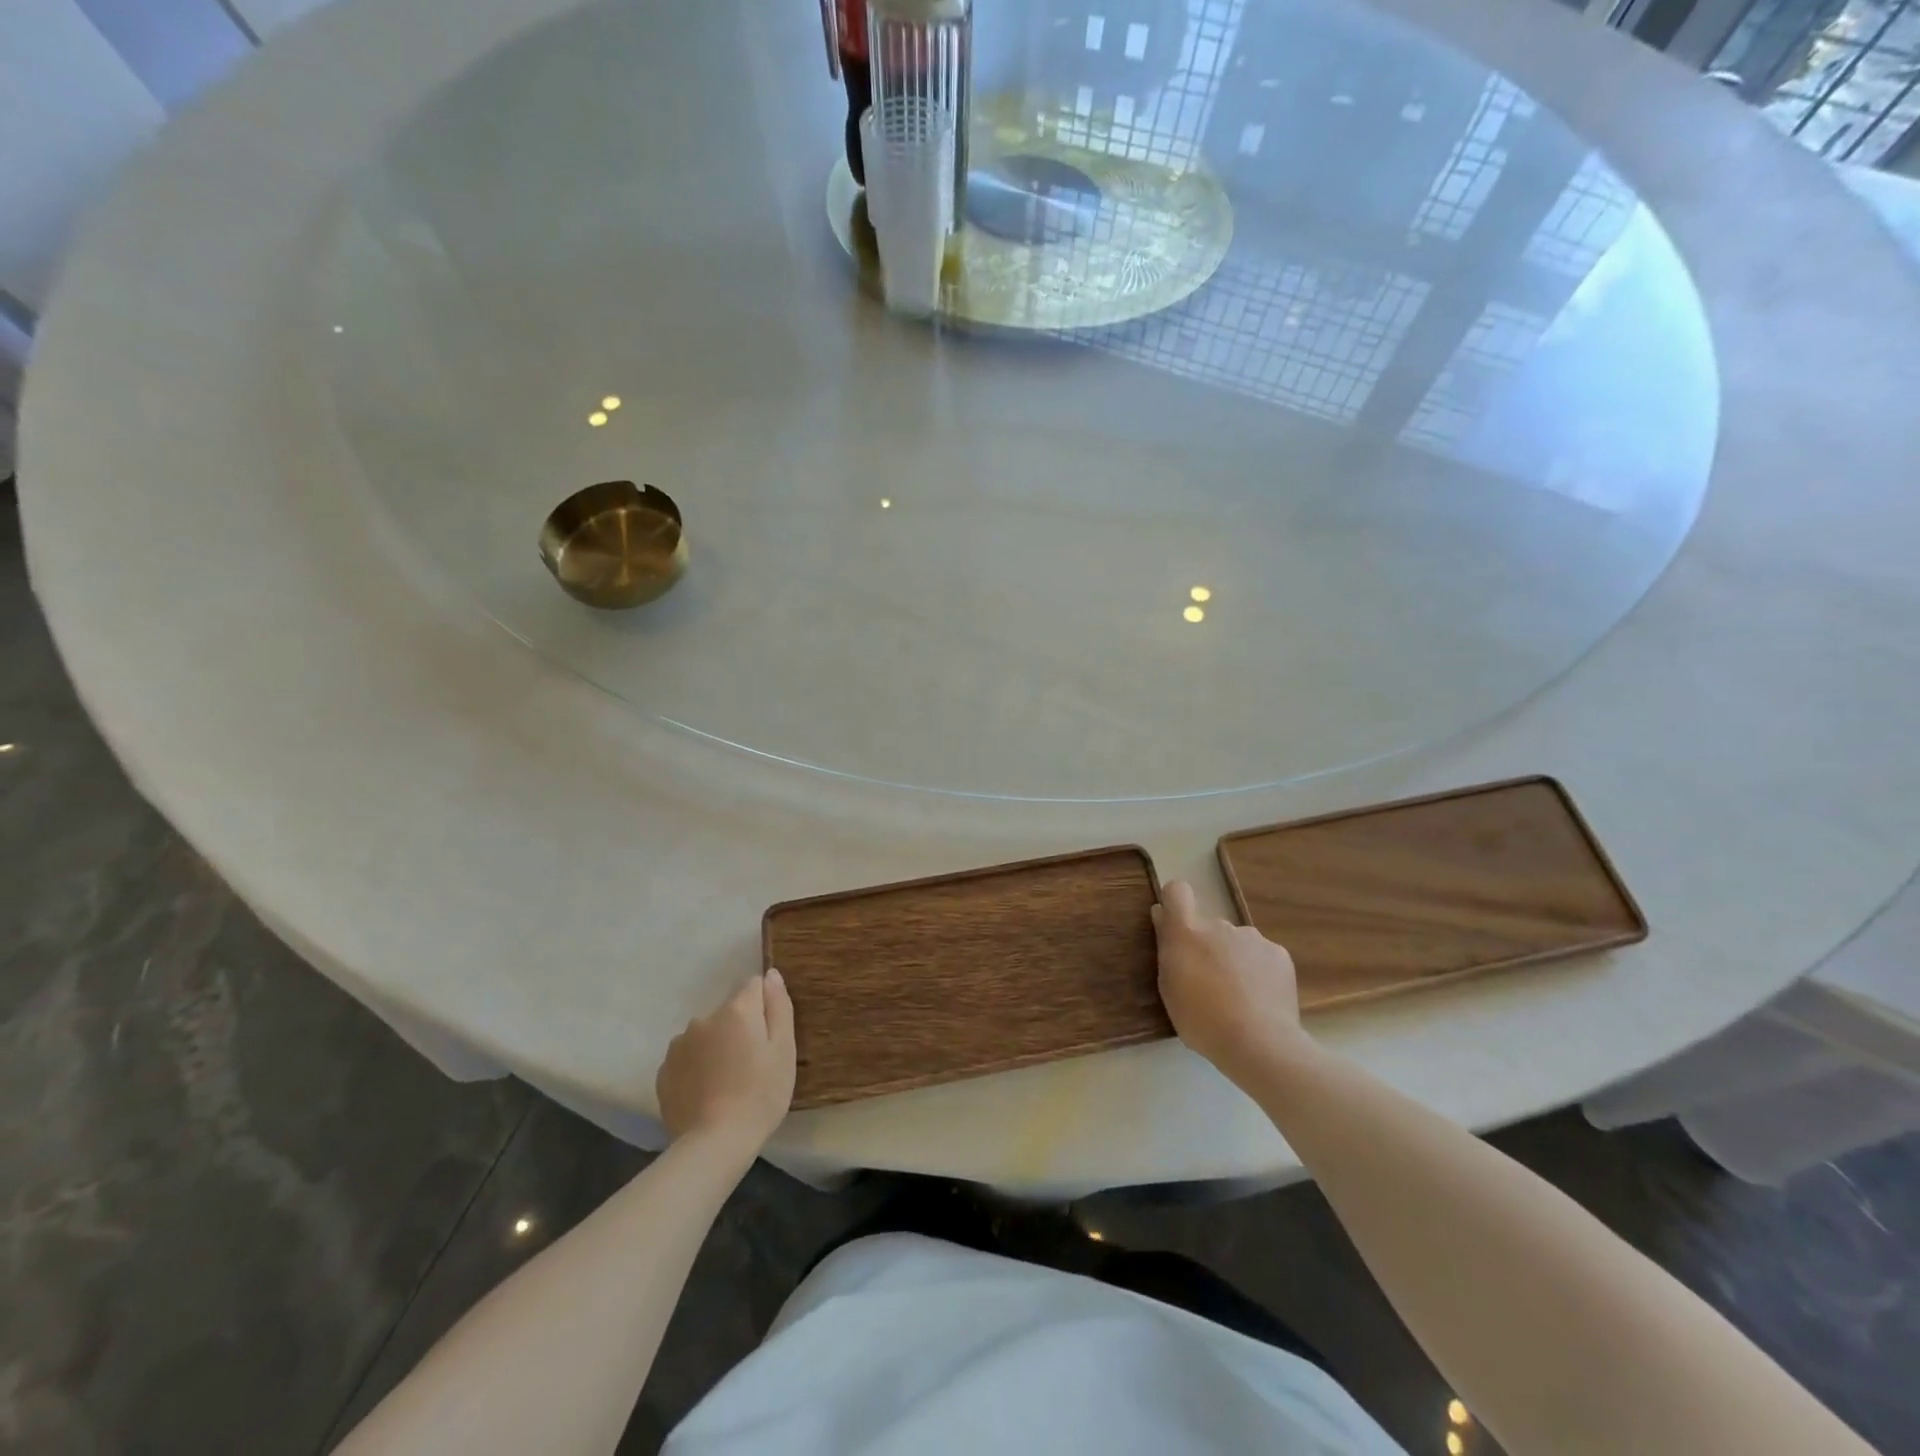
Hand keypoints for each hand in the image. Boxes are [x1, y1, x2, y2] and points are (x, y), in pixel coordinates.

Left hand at [657, 970, 795, 1153]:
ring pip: (706, 1034)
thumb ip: (778, 1006)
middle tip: (752, 1064)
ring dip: (717, 1047)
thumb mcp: (783, 1050)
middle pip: (729, 1012)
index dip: (765, 1006)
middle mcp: (703, 1019)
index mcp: (736, 1010)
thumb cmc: (760, 1094)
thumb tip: (771, 974)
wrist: (714, 1144)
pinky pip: (688, 1058)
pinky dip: (697, 1067)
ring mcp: (679, 1045)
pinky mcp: (664, 1072)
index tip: (769, 1036)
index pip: (753, 986)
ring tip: (727, 1082)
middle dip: (740, 1028)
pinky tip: (707, 1093)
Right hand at [1153, 880, 1303, 1083]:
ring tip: (1240, 997)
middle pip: (1209, 927)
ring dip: (1235, 960)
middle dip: (1208, 947)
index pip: (1177, 892)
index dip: (1175, 902)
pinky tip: (1261, 1000)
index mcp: (1187, 932)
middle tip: (1210, 984)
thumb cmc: (1202, 1020)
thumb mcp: (1169, 988)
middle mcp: (1220, 925)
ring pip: (1237, 942)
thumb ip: (1167, 947)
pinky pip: (1262, 956)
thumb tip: (1162, 915)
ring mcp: (1252, 937)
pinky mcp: (1279, 954)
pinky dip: (1259, 972)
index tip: (1174, 924)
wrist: (1259, 1044)